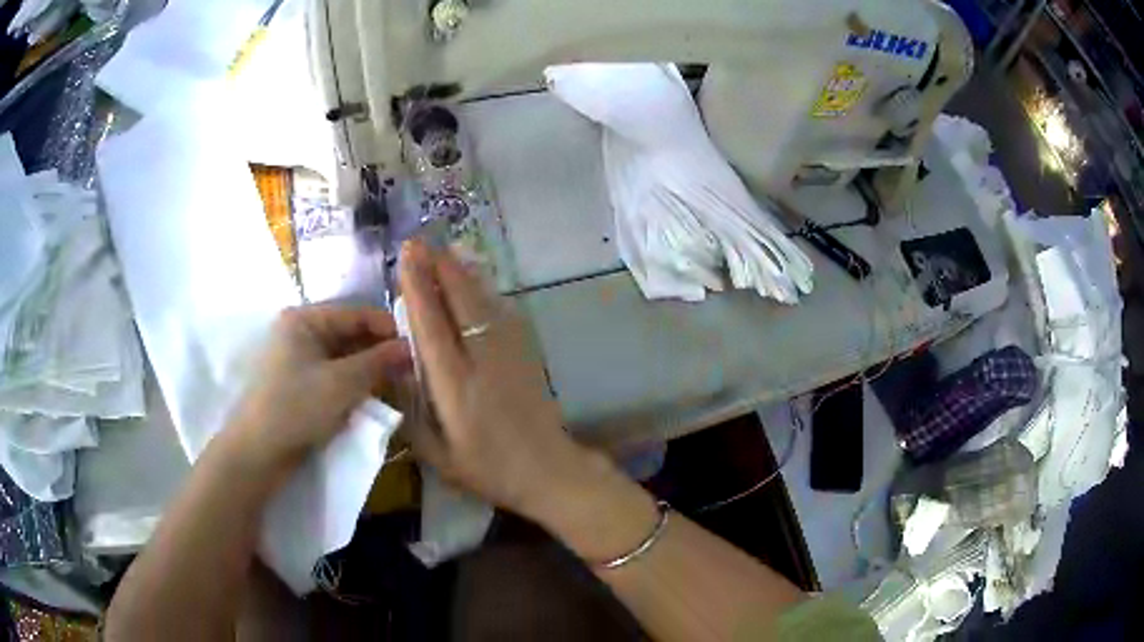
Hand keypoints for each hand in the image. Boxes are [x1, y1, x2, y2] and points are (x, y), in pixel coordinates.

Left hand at [224, 304, 412, 480]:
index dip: (388, 329)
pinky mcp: (301, 385)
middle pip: (350, 335)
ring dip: (370, 370)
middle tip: (412, 370)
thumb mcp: (342, 383)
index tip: (418, 347)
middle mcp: (301, 333)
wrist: (259, 452)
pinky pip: (335, 376)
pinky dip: (355, 384)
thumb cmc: (296, 407)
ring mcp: (299, 360)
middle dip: (380, 352)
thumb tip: (410, 348)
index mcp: (304, 320)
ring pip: (344, 358)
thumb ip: (379, 362)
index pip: (356, 313)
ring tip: (398, 384)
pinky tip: (374, 397)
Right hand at [399, 240, 591, 518]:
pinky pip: (501, 313)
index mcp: (455, 386)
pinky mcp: (526, 354)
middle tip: (420, 242)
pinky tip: (474, 281)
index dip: (418, 287)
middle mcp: (482, 360)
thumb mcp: (437, 456)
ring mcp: (509, 353)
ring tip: (444, 251)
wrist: (548, 471)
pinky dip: (484, 291)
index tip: (407, 257)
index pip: (432, 326)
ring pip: (483, 301)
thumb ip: (410, 414)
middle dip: (439, 267)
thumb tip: (391, 374)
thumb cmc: (488, 470)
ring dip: (462, 273)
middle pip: (460, 302)